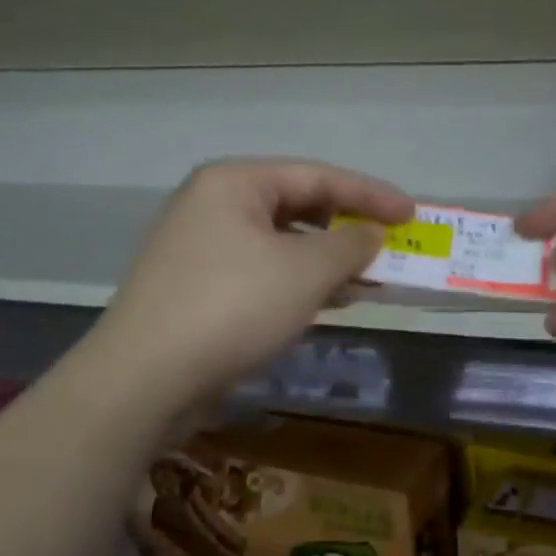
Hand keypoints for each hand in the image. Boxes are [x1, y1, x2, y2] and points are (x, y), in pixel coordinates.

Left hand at [93, 159, 412, 418]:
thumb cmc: (233, 307)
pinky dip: (301, 282)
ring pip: (283, 243)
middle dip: (349, 228)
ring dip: (329, 260)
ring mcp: (202, 247)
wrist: (144, 379)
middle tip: (390, 246)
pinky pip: (264, 271)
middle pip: (299, 206)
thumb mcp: (306, 271)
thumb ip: (351, 244)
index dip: (371, 194)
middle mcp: (214, 205)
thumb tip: (372, 234)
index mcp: (235, 183)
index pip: (318, 176)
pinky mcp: (199, 287)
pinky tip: (331, 301)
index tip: (411, 214)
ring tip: (370, 279)